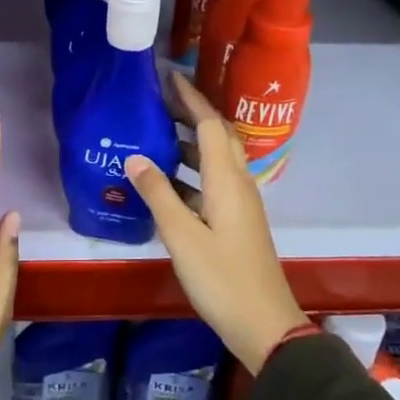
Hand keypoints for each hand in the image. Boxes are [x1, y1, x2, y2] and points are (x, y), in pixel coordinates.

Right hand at [125, 73, 309, 374]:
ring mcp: (239, 204)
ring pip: (216, 160)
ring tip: (156, 133)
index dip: (190, 98)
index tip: (168, 75)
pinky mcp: (236, 222)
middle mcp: (238, 184)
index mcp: (227, 180)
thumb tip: (135, 156)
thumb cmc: (222, 278)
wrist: (264, 324)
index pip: (210, 124)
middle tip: (159, 100)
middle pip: (218, 136)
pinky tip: (165, 182)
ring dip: (190, 142)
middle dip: (192, 113)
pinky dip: (190, 172)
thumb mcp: (182, 236)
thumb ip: (158, 194)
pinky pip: (212, 182)